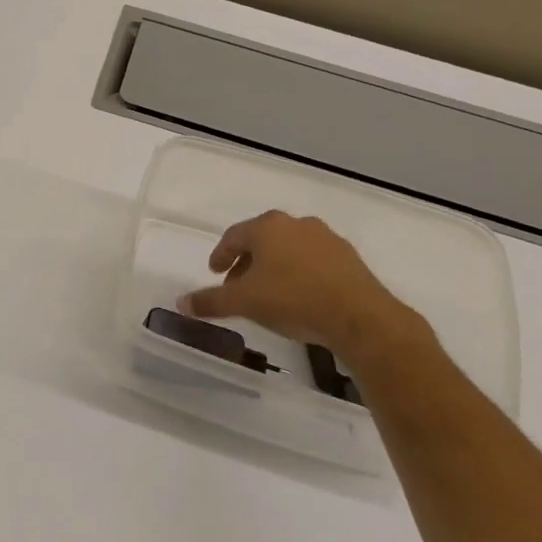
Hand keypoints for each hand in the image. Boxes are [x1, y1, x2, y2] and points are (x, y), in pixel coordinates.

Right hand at [178, 211, 421, 362]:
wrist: (359, 317)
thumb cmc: (292, 299)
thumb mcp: (243, 302)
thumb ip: (210, 301)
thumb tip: (181, 303)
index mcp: (268, 227)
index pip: (234, 236)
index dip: (220, 255)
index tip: (215, 272)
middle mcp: (297, 224)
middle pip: (262, 240)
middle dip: (247, 262)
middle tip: (238, 285)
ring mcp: (327, 239)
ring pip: (289, 250)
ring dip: (274, 267)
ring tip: (268, 293)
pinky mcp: (349, 258)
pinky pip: (314, 262)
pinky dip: (299, 274)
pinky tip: (299, 297)